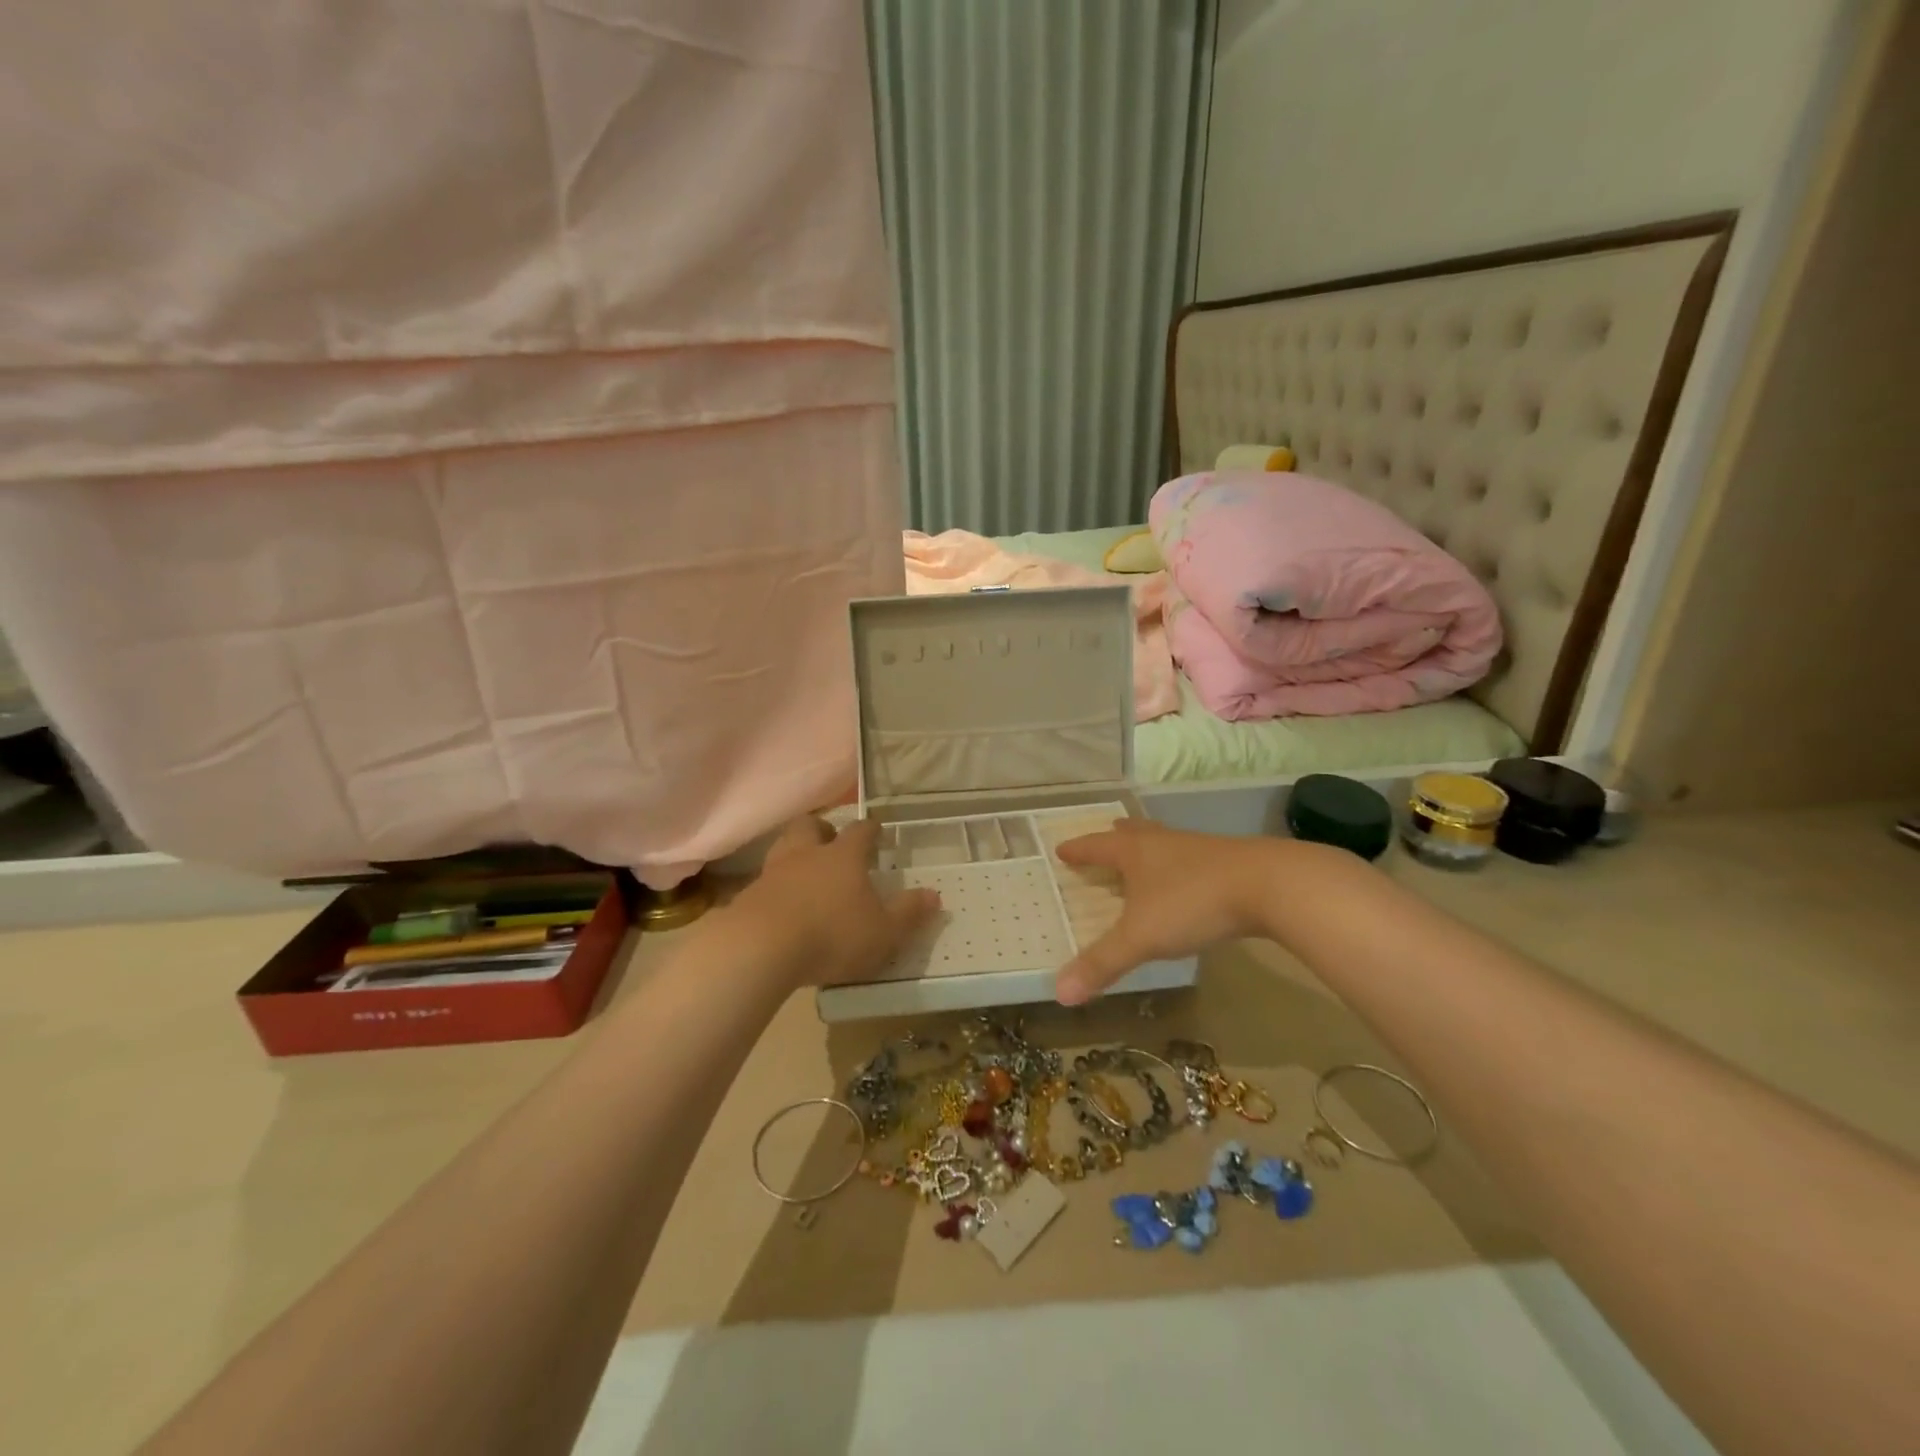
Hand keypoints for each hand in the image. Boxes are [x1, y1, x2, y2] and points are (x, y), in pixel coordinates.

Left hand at [732, 817, 940, 986]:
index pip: (860, 831)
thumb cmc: (832, 935)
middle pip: (811, 826)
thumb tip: (934, 895)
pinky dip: (775, 888)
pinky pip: (765, 881)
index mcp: (844, 856)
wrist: (760, 948)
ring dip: (795, 853)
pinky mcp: (748, 897)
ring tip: (805, 871)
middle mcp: (807, 854)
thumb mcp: (883, 932)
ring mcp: (773, 873)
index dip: (871, 829)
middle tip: (832, 841)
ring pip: (783, 847)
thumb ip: (908, 913)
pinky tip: (782, 906)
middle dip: (823, 829)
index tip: (877, 830)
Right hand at [1052, 820, 1283, 1004]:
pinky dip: (1180, 866)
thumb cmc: (1192, 903)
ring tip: (1145, 857)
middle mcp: (1164, 843)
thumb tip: (1059, 992)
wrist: (1269, 885)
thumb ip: (1102, 963)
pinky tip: (1189, 881)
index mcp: (1136, 852)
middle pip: (1134, 833)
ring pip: (1166, 843)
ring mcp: (1199, 849)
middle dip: (1116, 837)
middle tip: (1107, 837)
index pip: (1097, 847)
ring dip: (1150, 848)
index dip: (1078, 850)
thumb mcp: (1141, 937)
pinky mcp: (1229, 862)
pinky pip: (1193, 859)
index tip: (1062, 849)